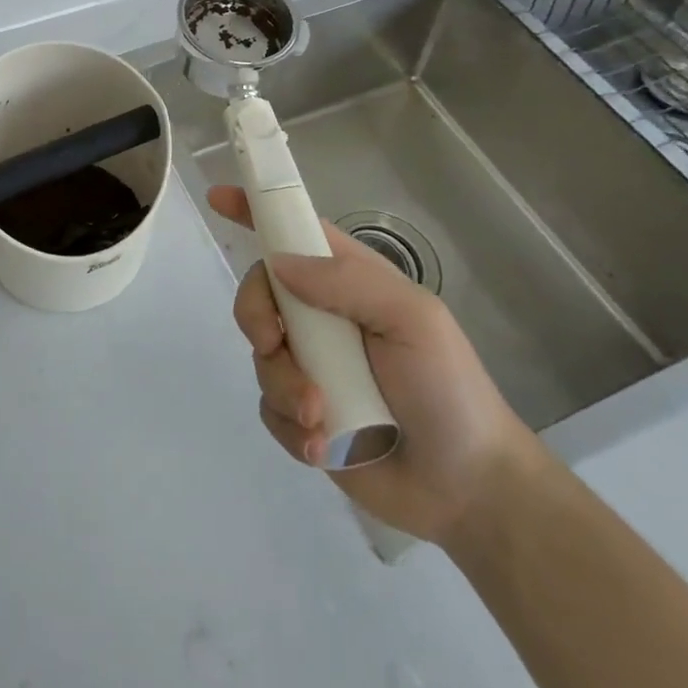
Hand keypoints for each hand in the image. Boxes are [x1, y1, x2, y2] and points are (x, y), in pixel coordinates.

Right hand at [210, 185, 543, 543]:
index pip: (294, 232)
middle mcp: (321, 317)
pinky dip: (292, 427)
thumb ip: (348, 282)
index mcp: (347, 280)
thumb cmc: (448, 388)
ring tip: (324, 418)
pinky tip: (324, 446)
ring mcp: (311, 366)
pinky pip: (269, 408)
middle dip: (255, 316)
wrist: (469, 489)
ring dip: (285, 386)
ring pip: (261, 356)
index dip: (255, 211)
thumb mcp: (412, 318)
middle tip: (272, 343)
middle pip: (259, 293)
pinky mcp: (304, 416)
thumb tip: (279, 264)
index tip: (218, 198)